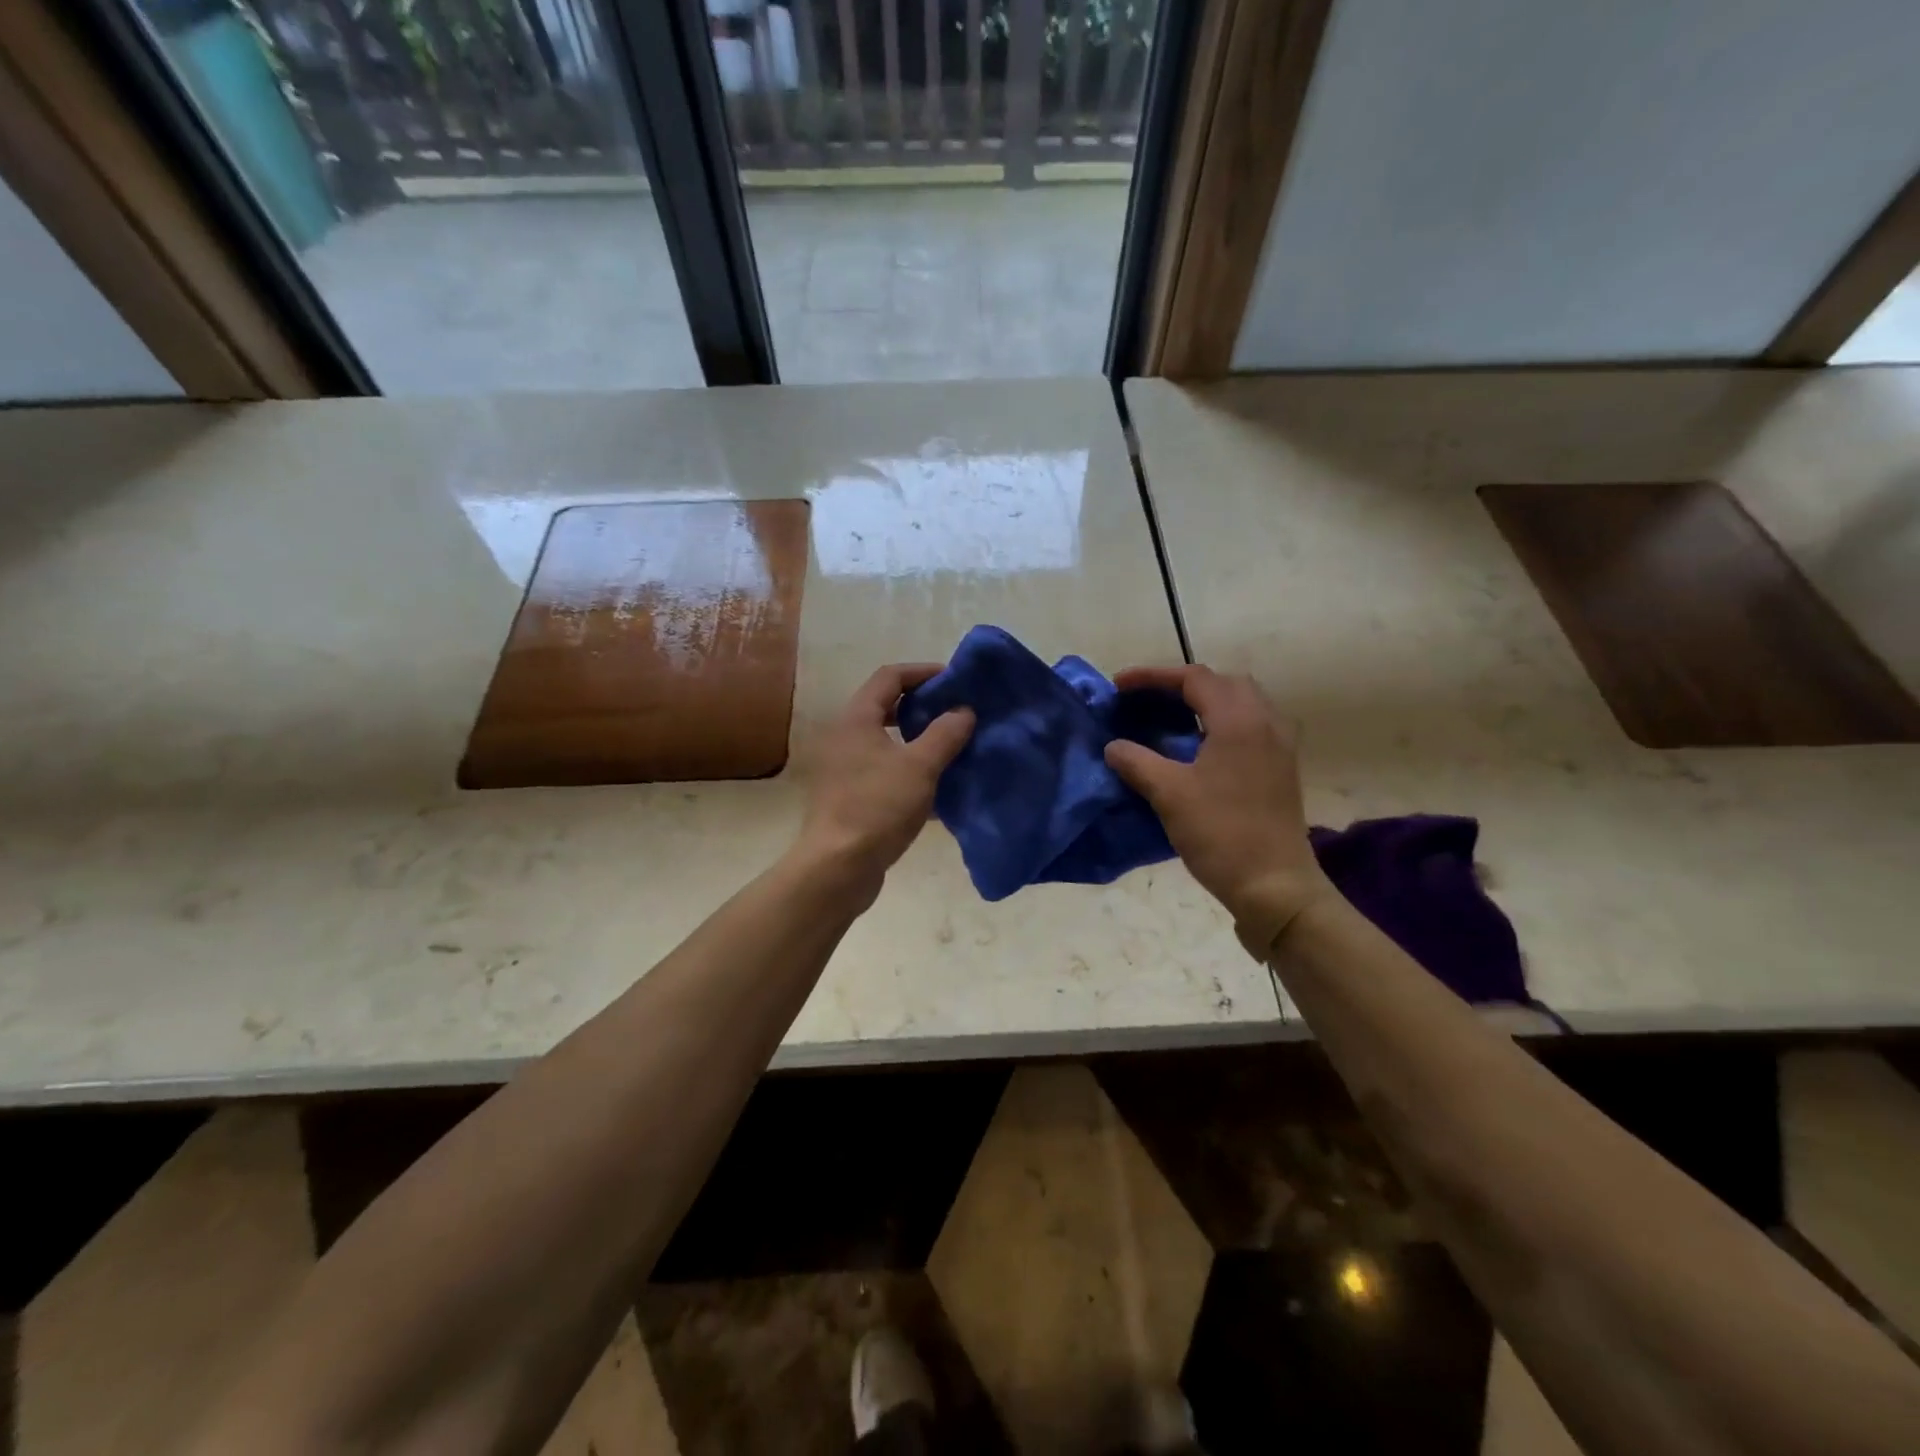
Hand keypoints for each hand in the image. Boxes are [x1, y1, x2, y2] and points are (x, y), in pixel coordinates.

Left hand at [794, 664, 973, 900]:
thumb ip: (945, 734)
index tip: (955, 681)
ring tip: (952, 747)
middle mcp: (845, 737)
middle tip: (956, 713)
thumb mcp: (920, 767)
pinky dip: (910, 771)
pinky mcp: (851, 797)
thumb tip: (963, 711)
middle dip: (922, 707)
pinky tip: (938, 787)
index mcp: (856, 719)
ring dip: (918, 740)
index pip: (889, 676)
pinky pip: (885, 772)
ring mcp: (845, 769)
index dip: (923, 672)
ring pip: (887, 742)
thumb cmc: (878, 808)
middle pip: (885, 707)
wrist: (838, 868)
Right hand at [1104, 665, 1334, 958]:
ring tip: (1173, 718)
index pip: (1194, 678)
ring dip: (1206, 701)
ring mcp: (1279, 746)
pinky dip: (1223, 722)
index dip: (1152, 676)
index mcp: (1238, 720)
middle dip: (1183, 683)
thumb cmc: (1220, 833)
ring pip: (1243, 702)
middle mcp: (1265, 722)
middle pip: (1223, 683)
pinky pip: (1252, 725)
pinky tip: (1201, 747)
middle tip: (1148, 699)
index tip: (1119, 686)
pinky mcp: (1281, 768)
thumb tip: (1113, 747)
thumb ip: (1137, 762)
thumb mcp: (1168, 794)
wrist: (1274, 885)